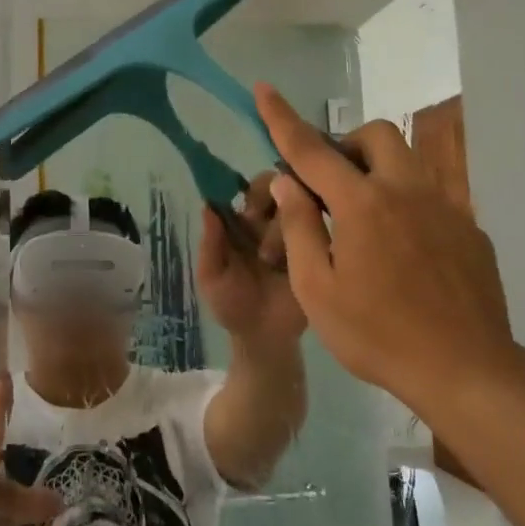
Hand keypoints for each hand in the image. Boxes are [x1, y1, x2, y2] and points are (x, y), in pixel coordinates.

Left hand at [197, 170, 307, 346]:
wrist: (266, 339)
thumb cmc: (232, 306)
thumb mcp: (212, 277)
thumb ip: (210, 244)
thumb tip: (207, 205)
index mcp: (241, 224)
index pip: (247, 189)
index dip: (248, 192)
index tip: (248, 210)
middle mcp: (268, 222)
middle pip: (275, 186)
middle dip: (268, 199)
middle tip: (257, 222)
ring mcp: (295, 233)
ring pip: (294, 204)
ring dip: (279, 226)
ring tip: (269, 260)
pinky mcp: (316, 248)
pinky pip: (316, 227)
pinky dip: (308, 233)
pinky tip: (297, 255)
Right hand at [255, 83, 516, 410]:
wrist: (466, 370)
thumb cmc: (377, 334)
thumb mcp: (317, 288)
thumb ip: (299, 227)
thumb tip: (288, 182)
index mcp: (362, 204)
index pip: (311, 149)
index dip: (282, 118)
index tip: (264, 89)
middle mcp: (407, 192)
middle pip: (378, 135)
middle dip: (347, 143)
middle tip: (329, 182)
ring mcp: (445, 208)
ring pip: (409, 160)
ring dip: (377, 168)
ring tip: (362, 214)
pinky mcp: (469, 230)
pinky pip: (431, 197)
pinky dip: (404, 203)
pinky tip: (400, 250)